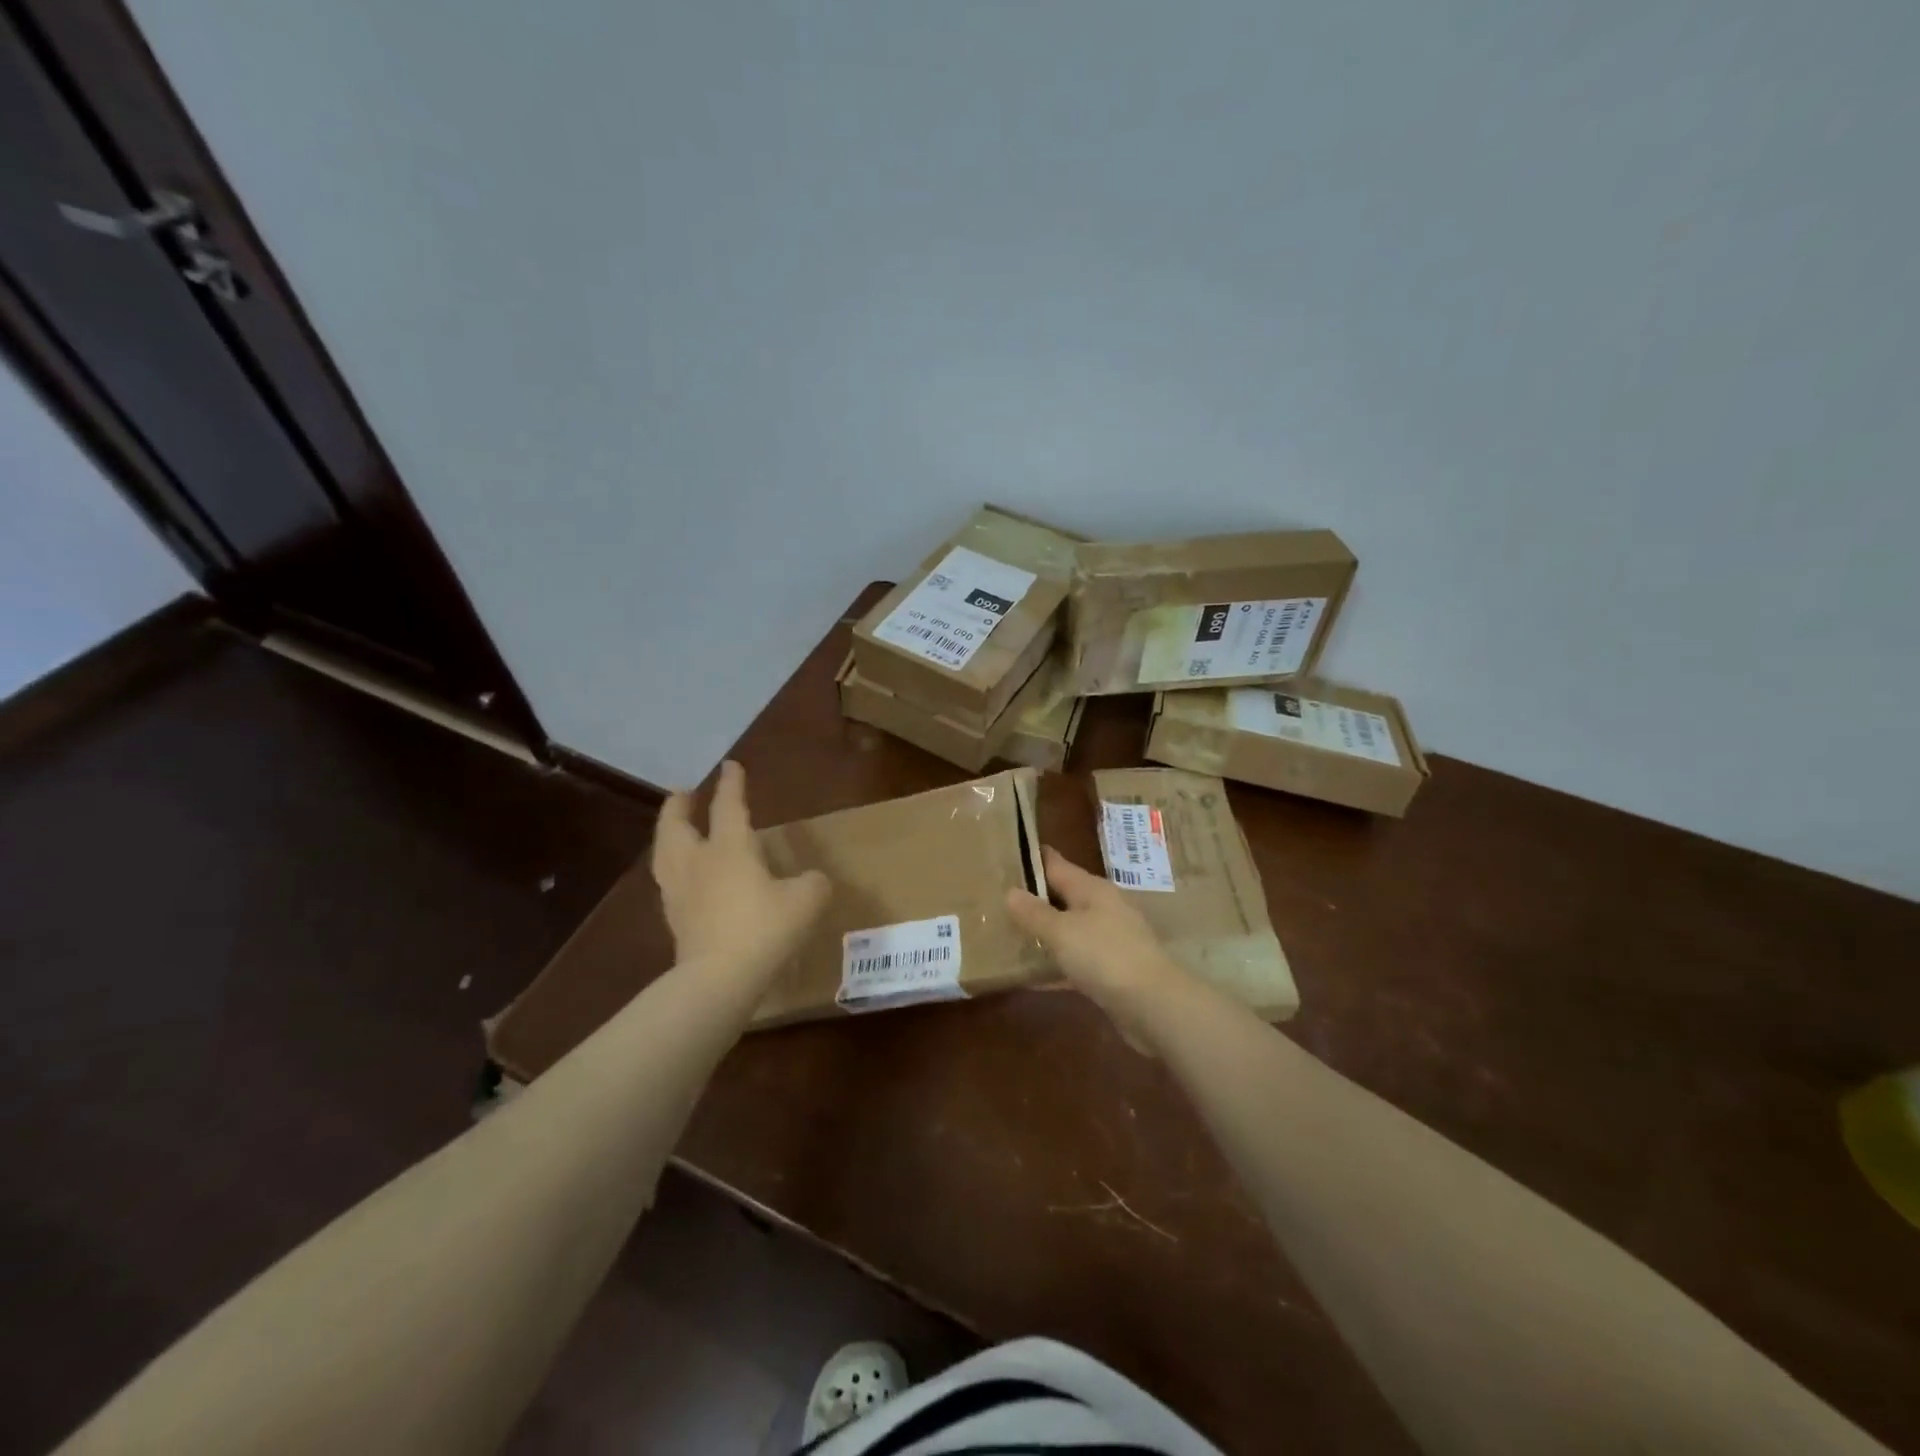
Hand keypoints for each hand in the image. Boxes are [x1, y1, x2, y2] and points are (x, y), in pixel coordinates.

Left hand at [652, 761, 829, 981]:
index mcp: (730, 848)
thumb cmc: (764, 929)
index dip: (732, 785)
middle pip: (676, 825)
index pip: (729, 806)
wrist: (719, 979)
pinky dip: (672, 870)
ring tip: (673, 830)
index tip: (730, 766)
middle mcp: (698, 862)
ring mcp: (680, 892)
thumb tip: (811, 880)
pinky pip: (668, 884)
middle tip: (682, 793)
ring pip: (664, 853)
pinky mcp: (674, 920)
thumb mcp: (807, 901)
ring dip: (667, 835)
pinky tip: (682, 878)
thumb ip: (813, 883)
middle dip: (679, 806)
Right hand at [1007, 845, 1186, 1050]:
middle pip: (1062, 896)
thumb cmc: (1104, 955)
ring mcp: (1109, 940)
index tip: (1005, 854)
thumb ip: (1034, 913)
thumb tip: (1010, 892)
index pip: (1056, 864)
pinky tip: (1031, 976)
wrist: (1153, 1004)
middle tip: (996, 897)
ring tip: (1007, 933)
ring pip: (1069, 929)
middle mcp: (1102, 908)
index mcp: (1092, 889)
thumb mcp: (1061, 931)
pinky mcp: (1111, 970)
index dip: (1032, 858)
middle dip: (1034, 897)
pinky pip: (1075, 961)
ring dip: (1044, 932)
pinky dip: (1055, 965)